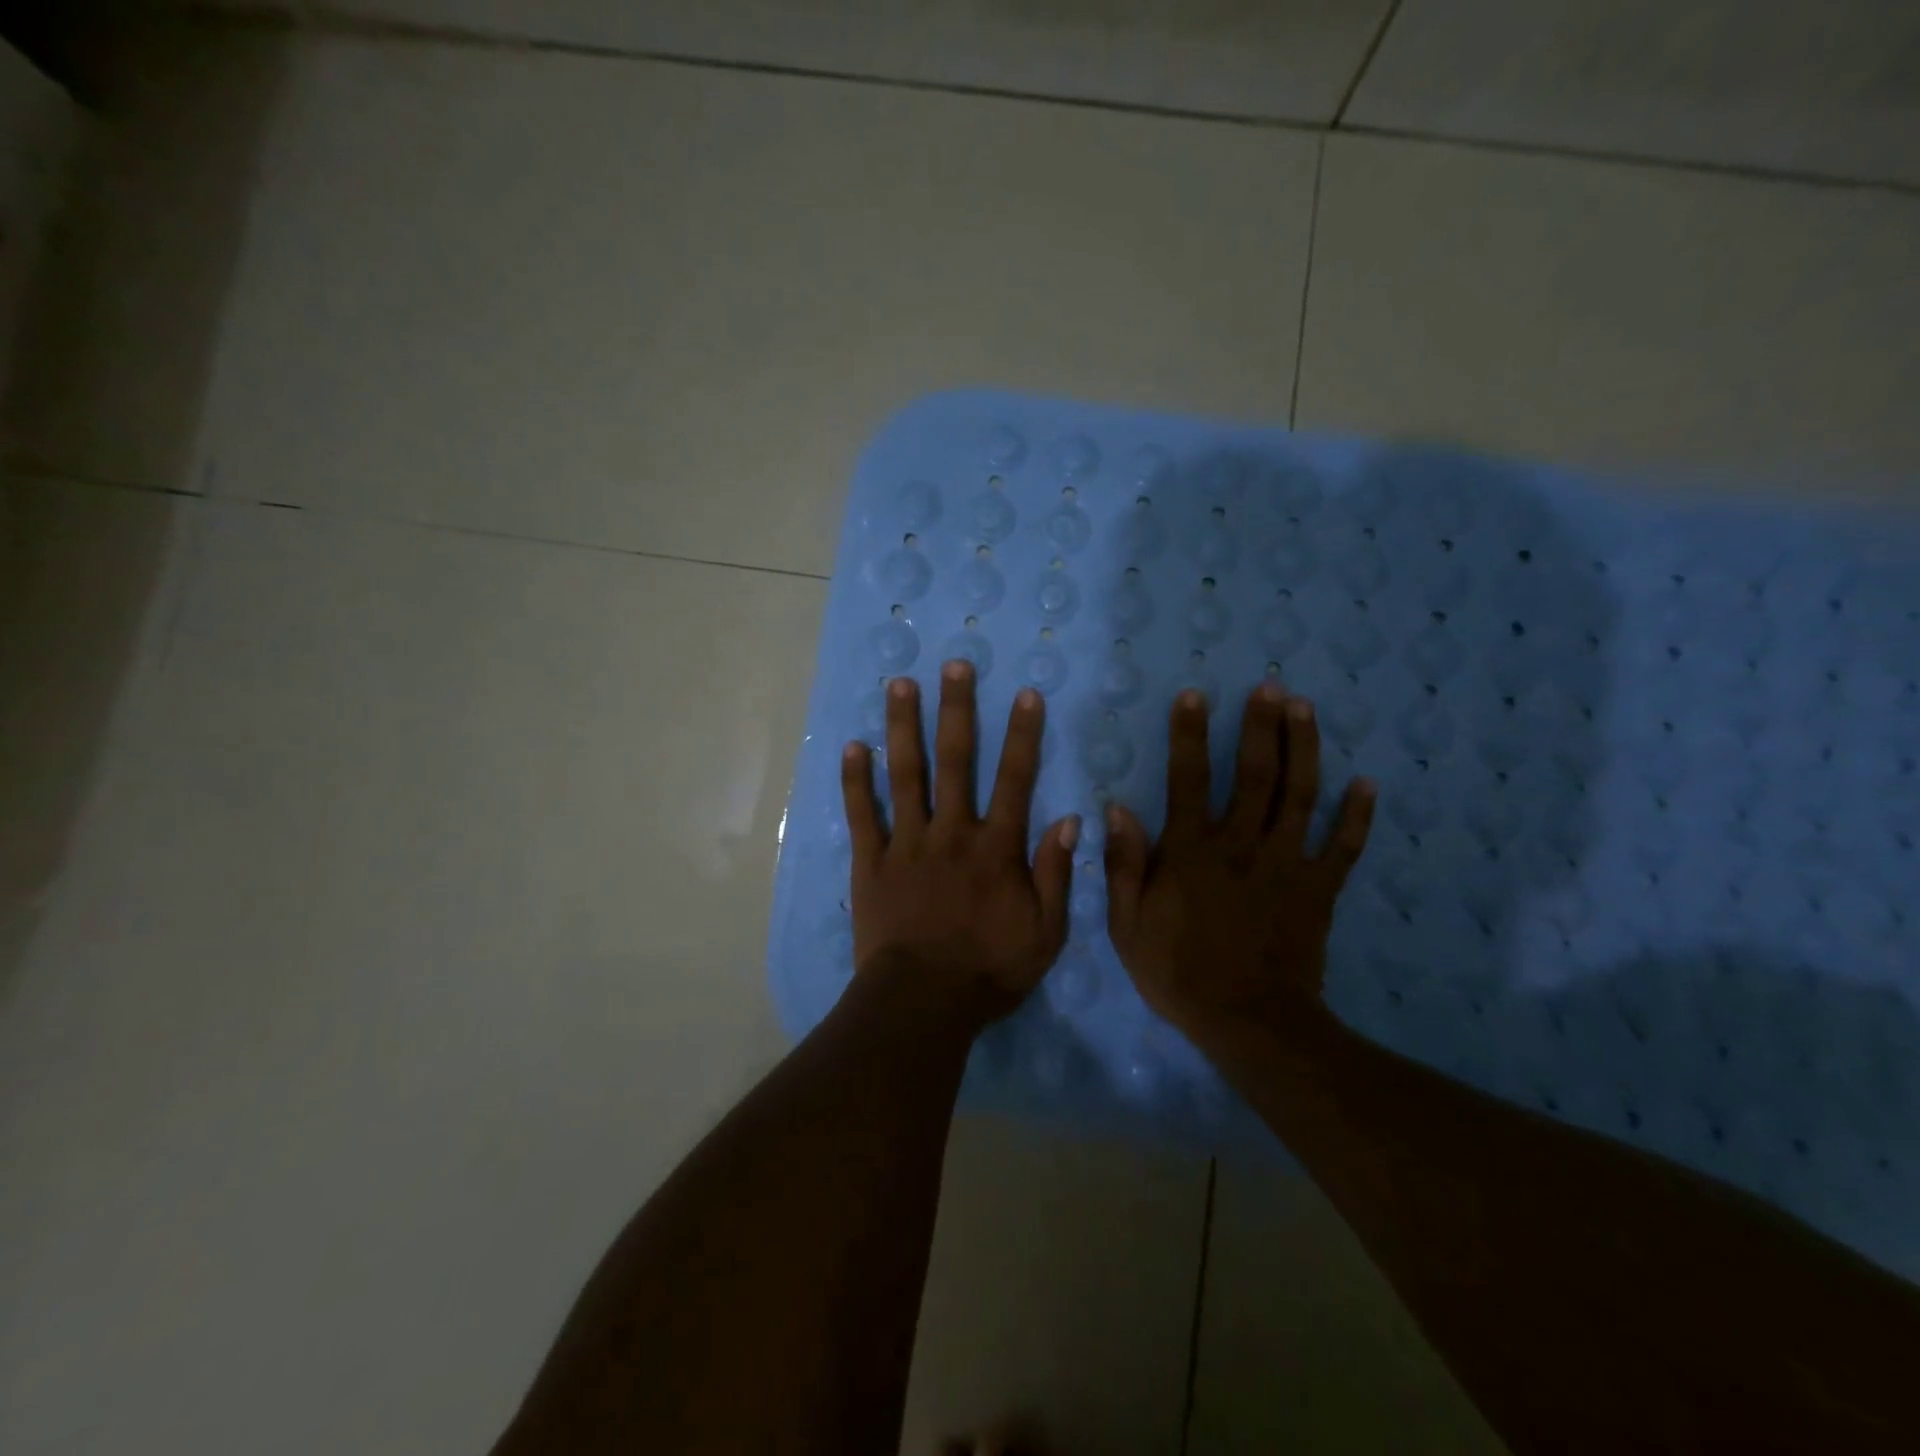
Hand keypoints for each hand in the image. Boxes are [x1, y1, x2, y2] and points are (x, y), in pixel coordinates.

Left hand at [841, 660, 1078, 1024]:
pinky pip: (862, 815)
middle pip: (955, 761)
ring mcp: (907, 844)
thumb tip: (1070, 821)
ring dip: (903, 727)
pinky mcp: (871, 862)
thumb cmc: (989, 970)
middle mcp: (951, 832)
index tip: (1025, 694)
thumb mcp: (1045, 933)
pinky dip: (855, 781)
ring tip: (899, 684)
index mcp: (995, 848)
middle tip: (953, 666)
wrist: (923, 1004)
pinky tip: (852, 746)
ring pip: (905, 775)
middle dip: (955, 709)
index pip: (1015, 779)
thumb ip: (1056, 875)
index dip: (1022, 735)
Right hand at [1104, 683, 1376, 1038]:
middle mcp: (1242, 845)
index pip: (1188, 779)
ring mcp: (1287, 864)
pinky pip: (1344, 847)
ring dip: (1304, 749)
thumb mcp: (1128, 924)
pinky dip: (1357, 815)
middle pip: (1255, 774)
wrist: (1248, 1022)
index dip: (1189, 735)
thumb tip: (1118, 808)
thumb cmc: (1178, 972)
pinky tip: (1367, 783)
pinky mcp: (1320, 889)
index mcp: (1192, 852)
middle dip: (1261, 726)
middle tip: (1270, 686)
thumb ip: (1124, 864)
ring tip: (1305, 708)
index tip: (1194, 696)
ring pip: (1300, 795)